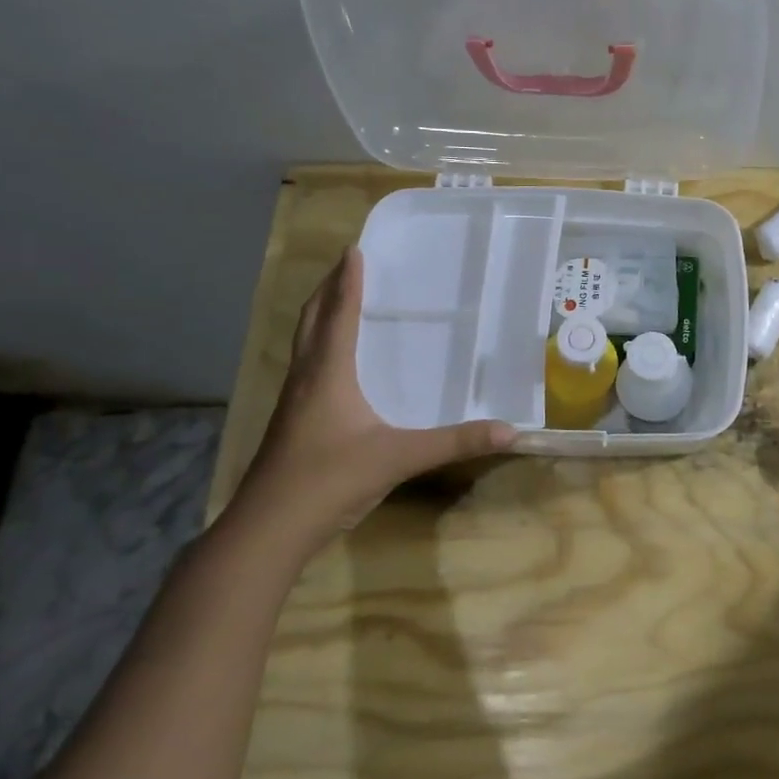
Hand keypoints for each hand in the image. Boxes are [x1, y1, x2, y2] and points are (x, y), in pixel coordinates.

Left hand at [226, 247, 515, 556]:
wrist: (268, 529)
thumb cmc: (330, 480)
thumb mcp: (399, 458)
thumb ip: (455, 443)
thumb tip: (510, 430)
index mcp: (328, 373)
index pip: (339, 314)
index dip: (347, 281)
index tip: (354, 249)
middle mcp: (306, 378)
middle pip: (312, 320)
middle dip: (327, 289)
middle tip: (345, 265)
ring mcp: (292, 402)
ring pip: (303, 344)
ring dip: (319, 316)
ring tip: (338, 301)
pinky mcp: (290, 423)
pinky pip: (305, 367)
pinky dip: (318, 346)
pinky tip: (334, 365)